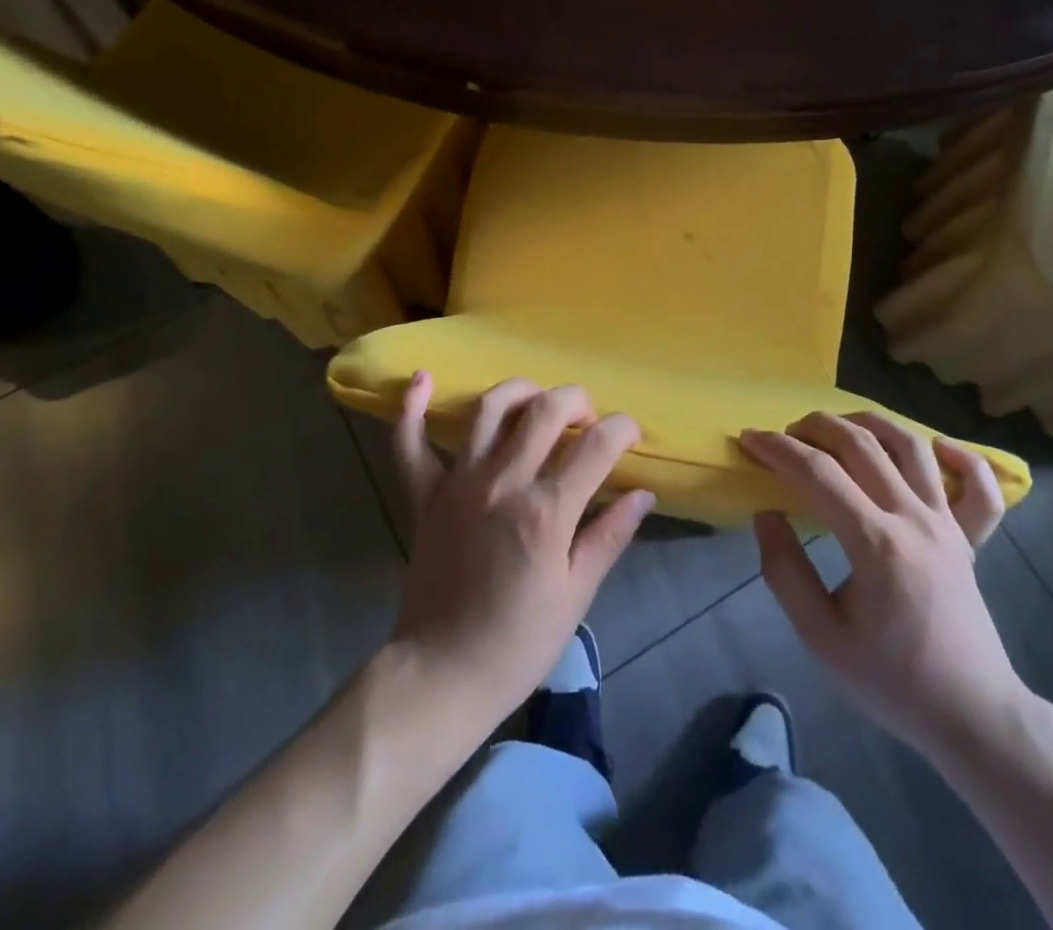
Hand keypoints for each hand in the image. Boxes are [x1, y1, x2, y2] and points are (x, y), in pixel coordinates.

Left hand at [386, 374, 655, 732]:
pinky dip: (411, 408)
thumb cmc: (518, 643)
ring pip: (487, 410)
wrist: (442, 674)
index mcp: (546, 511)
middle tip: (587, 416)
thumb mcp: (576, 596)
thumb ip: (608, 536)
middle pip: (544, 411)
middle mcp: (503, 482)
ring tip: (536, 399)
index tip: (630, 432)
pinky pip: (409, 443)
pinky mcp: (424, 495)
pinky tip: (423, 378)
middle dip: (575, 400)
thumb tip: (643, 495)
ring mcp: (458, 483)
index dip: (622, 428)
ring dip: (518, 391)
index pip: (596, 445)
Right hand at [742, 413, 1026, 754]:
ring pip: (911, 446)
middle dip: (814, 427)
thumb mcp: (820, 638)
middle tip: (784, 433)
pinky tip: (935, 446)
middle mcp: (914, 519)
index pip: (817, 474)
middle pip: (861, 445)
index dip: (778, 449)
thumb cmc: (891, 681)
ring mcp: (948, 524)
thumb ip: (784, 571)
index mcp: (876, 544)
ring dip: (869, 423)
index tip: (749, 440)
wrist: (971, 717)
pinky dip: (961, 456)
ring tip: (837, 426)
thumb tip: (767, 514)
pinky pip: (978, 486)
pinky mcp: (970, 537)